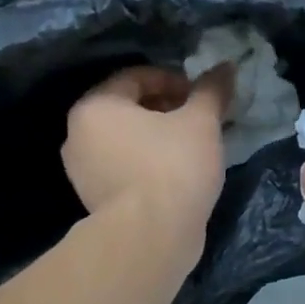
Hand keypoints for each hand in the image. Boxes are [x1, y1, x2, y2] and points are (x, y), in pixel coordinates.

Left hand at [63, 65, 231, 255]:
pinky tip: (176, 174)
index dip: (174, 81)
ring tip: (191, 147)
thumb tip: (226, 66)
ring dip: (157, 137)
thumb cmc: (173, 167)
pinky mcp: (93, 199)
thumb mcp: (200, 123)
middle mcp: (78, 134)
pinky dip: (147, 163)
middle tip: (199, 120)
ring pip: (125, 140)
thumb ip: (211, 91)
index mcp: (95, 106)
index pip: (137, 77)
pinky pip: (123, 167)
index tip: (201, 97)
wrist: (150, 237)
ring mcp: (81, 171)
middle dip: (166, 109)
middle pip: (128, 108)